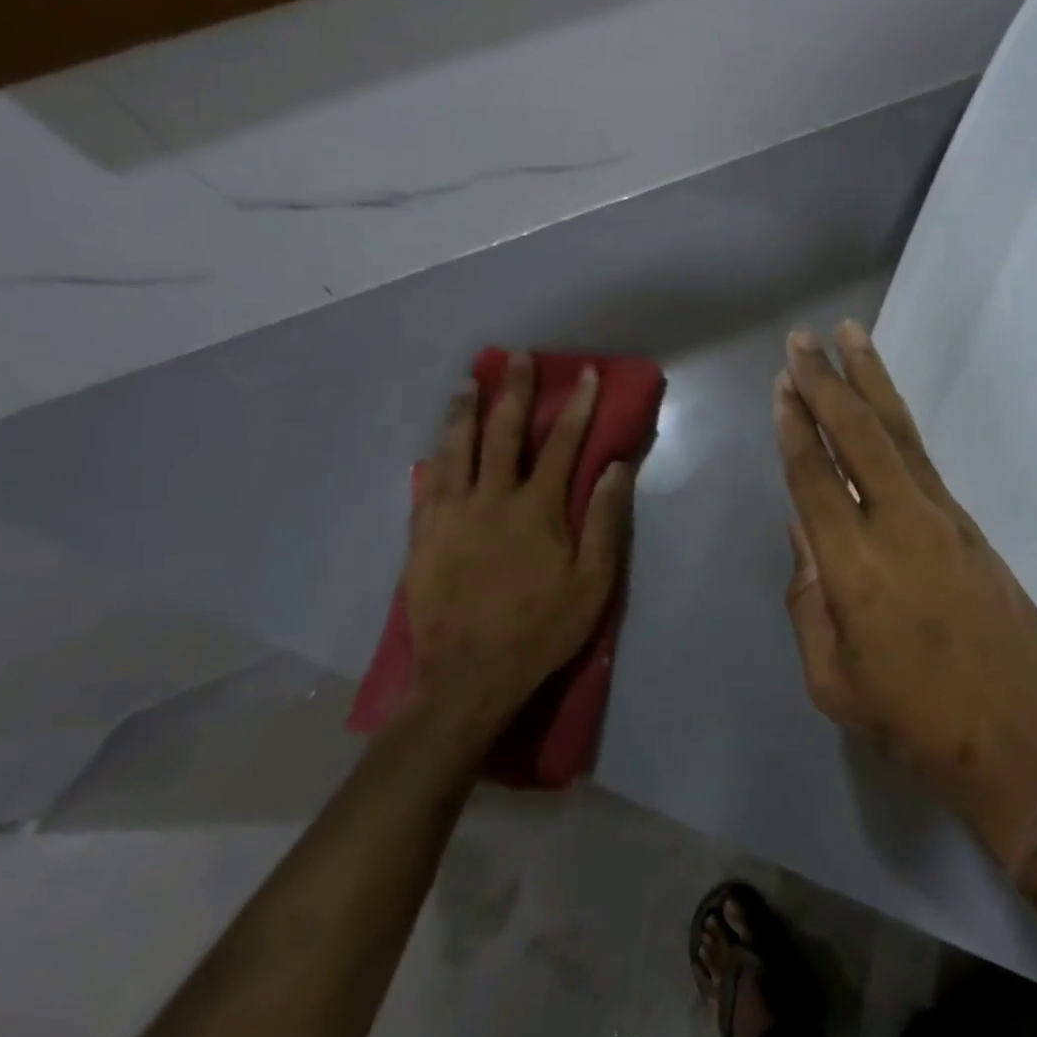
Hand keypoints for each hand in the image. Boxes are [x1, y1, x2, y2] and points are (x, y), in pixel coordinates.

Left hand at [400, 354, 633, 759]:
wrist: (468, 678)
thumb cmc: (541, 629)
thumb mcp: (592, 582)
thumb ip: (603, 520)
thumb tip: (614, 467)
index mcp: (536, 508)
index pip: (562, 443)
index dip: (577, 405)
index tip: (584, 374)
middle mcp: (490, 499)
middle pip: (503, 433)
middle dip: (514, 391)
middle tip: (516, 358)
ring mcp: (450, 516)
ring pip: (455, 450)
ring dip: (463, 412)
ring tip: (467, 384)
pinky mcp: (422, 538)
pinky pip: (426, 486)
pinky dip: (433, 459)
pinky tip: (434, 446)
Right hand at [775, 322, 1036, 867]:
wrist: (1032, 745)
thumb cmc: (919, 727)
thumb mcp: (835, 681)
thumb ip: (809, 600)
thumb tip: (804, 534)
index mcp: (855, 568)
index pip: (814, 477)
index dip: (794, 427)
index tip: (782, 383)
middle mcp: (900, 525)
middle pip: (858, 434)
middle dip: (826, 381)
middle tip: (803, 338)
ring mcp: (943, 520)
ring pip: (899, 433)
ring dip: (871, 381)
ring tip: (851, 336)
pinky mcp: (971, 526)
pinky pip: (923, 459)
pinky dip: (897, 423)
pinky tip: (884, 409)